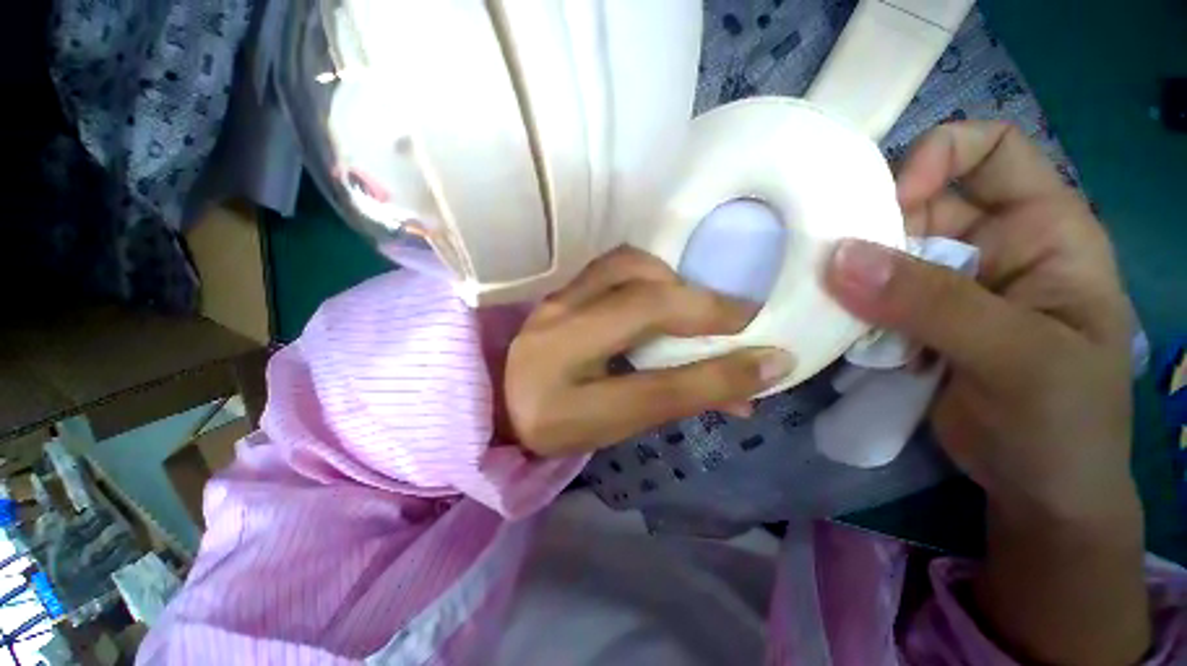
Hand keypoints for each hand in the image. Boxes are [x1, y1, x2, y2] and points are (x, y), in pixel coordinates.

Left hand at [505, 247, 793, 456]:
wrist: (503, 399)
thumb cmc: (561, 423)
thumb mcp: (617, 425)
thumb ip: (680, 399)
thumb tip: (752, 379)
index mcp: (566, 402)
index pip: (656, 388)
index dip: (718, 372)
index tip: (773, 356)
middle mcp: (556, 343)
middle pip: (642, 305)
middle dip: (703, 307)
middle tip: (740, 319)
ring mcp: (555, 305)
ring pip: (626, 268)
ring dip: (675, 281)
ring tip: (696, 306)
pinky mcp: (559, 289)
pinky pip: (613, 264)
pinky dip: (651, 271)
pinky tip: (664, 290)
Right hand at [824, 121, 1147, 664]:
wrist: (1037, 484)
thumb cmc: (1057, 422)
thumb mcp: (1013, 354)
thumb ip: (929, 298)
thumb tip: (844, 257)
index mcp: (1041, 230)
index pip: (980, 146)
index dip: (930, 162)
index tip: (886, 209)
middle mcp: (993, 242)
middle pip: (922, 193)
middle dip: (877, 218)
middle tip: (843, 262)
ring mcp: (948, 281)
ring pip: (886, 244)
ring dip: (855, 267)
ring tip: (831, 301)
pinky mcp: (913, 319)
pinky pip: (871, 285)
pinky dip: (848, 296)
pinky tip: (833, 320)